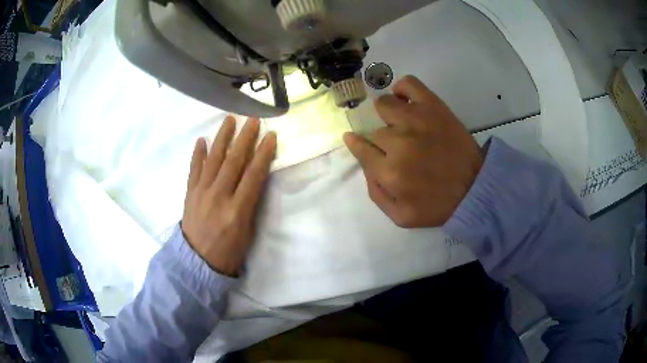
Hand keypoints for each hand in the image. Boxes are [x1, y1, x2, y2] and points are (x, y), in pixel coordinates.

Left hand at [181, 116, 275, 275]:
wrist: (197, 261)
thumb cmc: (228, 252)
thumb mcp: (248, 232)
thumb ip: (251, 204)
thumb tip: (254, 180)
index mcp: (237, 210)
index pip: (253, 175)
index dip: (263, 154)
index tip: (271, 136)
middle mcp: (219, 196)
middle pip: (234, 161)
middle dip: (245, 138)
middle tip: (253, 120)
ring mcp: (201, 192)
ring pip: (213, 159)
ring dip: (222, 138)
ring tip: (229, 120)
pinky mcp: (190, 193)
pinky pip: (194, 169)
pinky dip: (198, 154)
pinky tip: (202, 140)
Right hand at [343, 76, 482, 227]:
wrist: (475, 188)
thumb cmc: (438, 205)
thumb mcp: (400, 216)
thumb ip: (375, 193)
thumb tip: (364, 165)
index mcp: (389, 172)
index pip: (361, 148)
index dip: (357, 144)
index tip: (356, 140)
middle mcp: (398, 143)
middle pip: (375, 132)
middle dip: (382, 142)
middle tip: (398, 149)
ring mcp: (416, 120)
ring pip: (384, 105)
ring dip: (388, 116)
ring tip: (401, 124)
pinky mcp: (433, 107)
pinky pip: (408, 84)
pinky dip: (402, 89)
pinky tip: (406, 102)